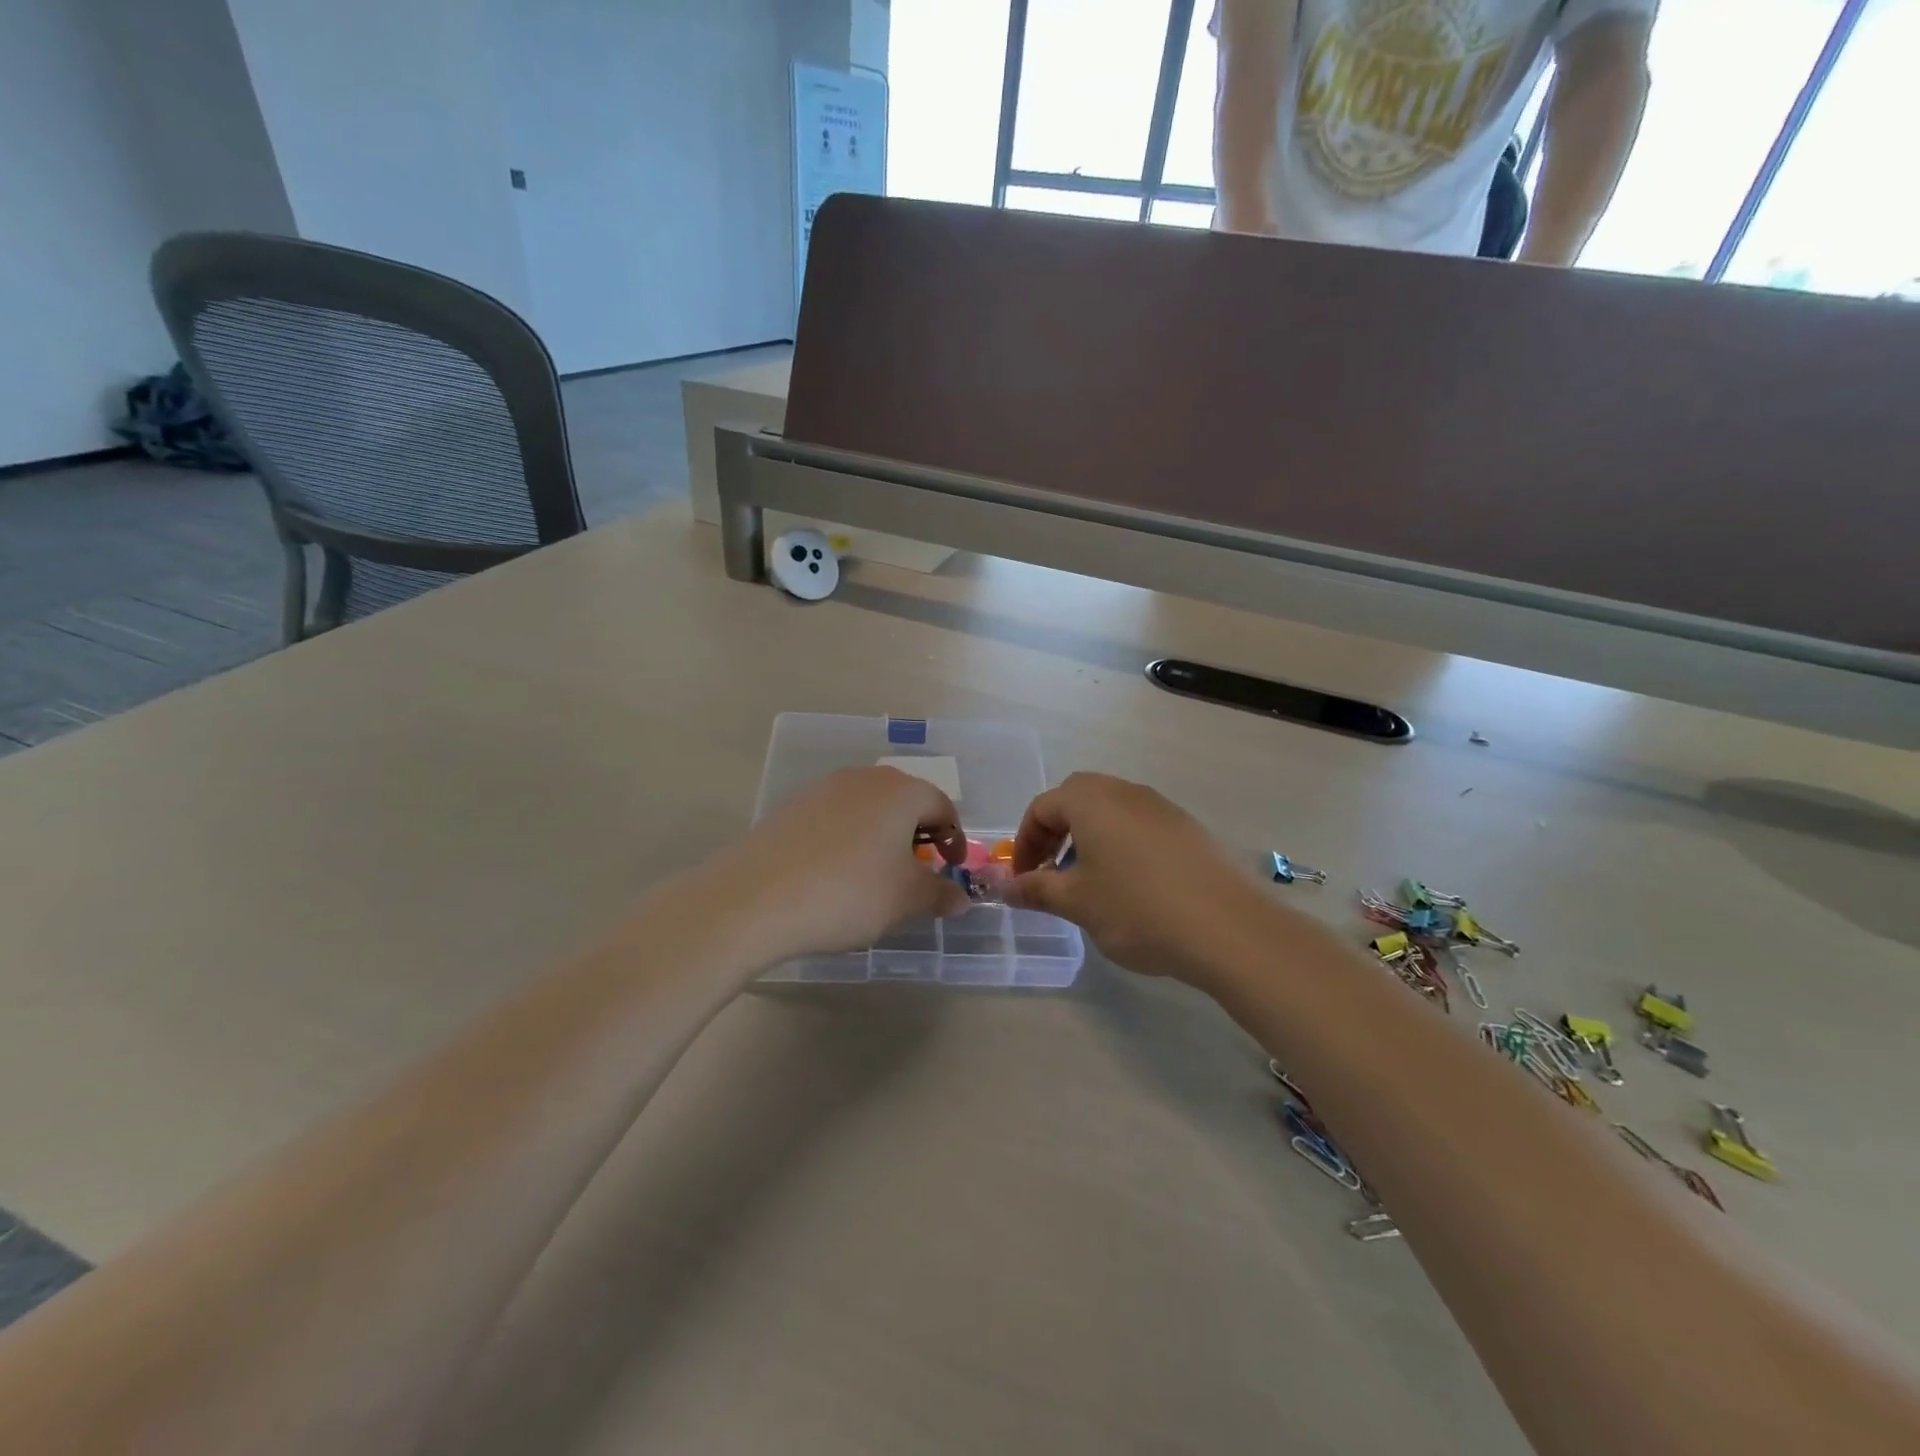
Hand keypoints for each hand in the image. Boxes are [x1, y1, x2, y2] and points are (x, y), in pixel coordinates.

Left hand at [721, 767, 972, 958]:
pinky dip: (848, 838)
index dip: (954, 838)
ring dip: (882, 835)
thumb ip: (939, 893)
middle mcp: (865, 779)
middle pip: (904, 800)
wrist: (756, 897)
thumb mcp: (905, 900)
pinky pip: (835, 817)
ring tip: (876, 873)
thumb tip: (961, 897)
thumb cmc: (848, 893)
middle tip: (918, 869)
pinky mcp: (793, 806)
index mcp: (901, 792)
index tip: (952, 867)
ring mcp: (824, 788)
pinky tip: (835, 872)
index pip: (942, 806)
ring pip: (868, 807)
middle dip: (918, 833)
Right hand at [1004, 773, 1270, 980]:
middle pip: (1077, 799)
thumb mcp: (1078, 903)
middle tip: (1052, 872)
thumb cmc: (1137, 909)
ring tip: (1090, 882)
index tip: (1024, 880)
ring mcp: (1161, 807)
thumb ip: (1037, 889)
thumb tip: (1006, 887)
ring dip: (1089, 838)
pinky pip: (1140, 825)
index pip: (1042, 807)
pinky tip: (1132, 886)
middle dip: (1056, 833)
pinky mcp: (1188, 827)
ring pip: (1111, 811)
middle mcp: (1125, 792)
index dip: (1026, 843)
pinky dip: (1121, 845)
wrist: (1228, 928)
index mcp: (1091, 800)